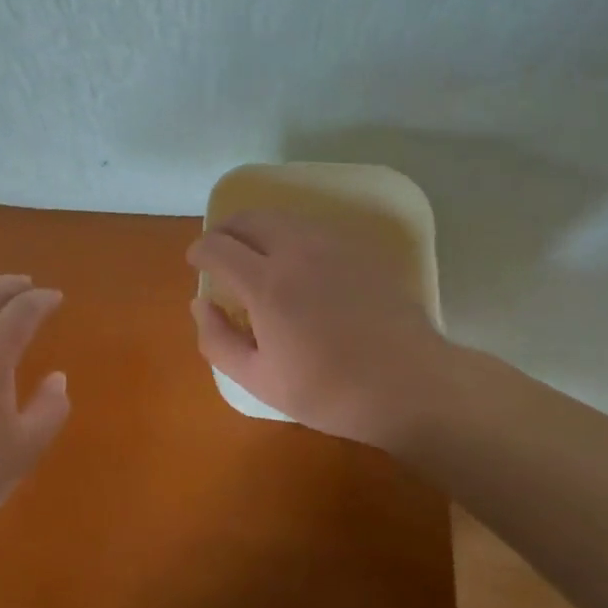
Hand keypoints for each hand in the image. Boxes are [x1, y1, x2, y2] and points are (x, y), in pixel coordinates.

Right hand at [186, 211, 456, 448]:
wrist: (411, 384)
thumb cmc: (330, 391)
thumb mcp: (260, 380)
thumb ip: (218, 340)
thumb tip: (200, 303)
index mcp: (266, 284)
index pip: (218, 246)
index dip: (200, 250)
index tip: (196, 263)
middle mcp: (295, 250)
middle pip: (247, 219)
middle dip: (225, 231)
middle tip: (220, 253)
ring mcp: (331, 245)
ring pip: (280, 217)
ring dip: (257, 229)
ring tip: (254, 254)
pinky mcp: (358, 249)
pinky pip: (311, 227)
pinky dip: (289, 234)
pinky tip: (296, 262)